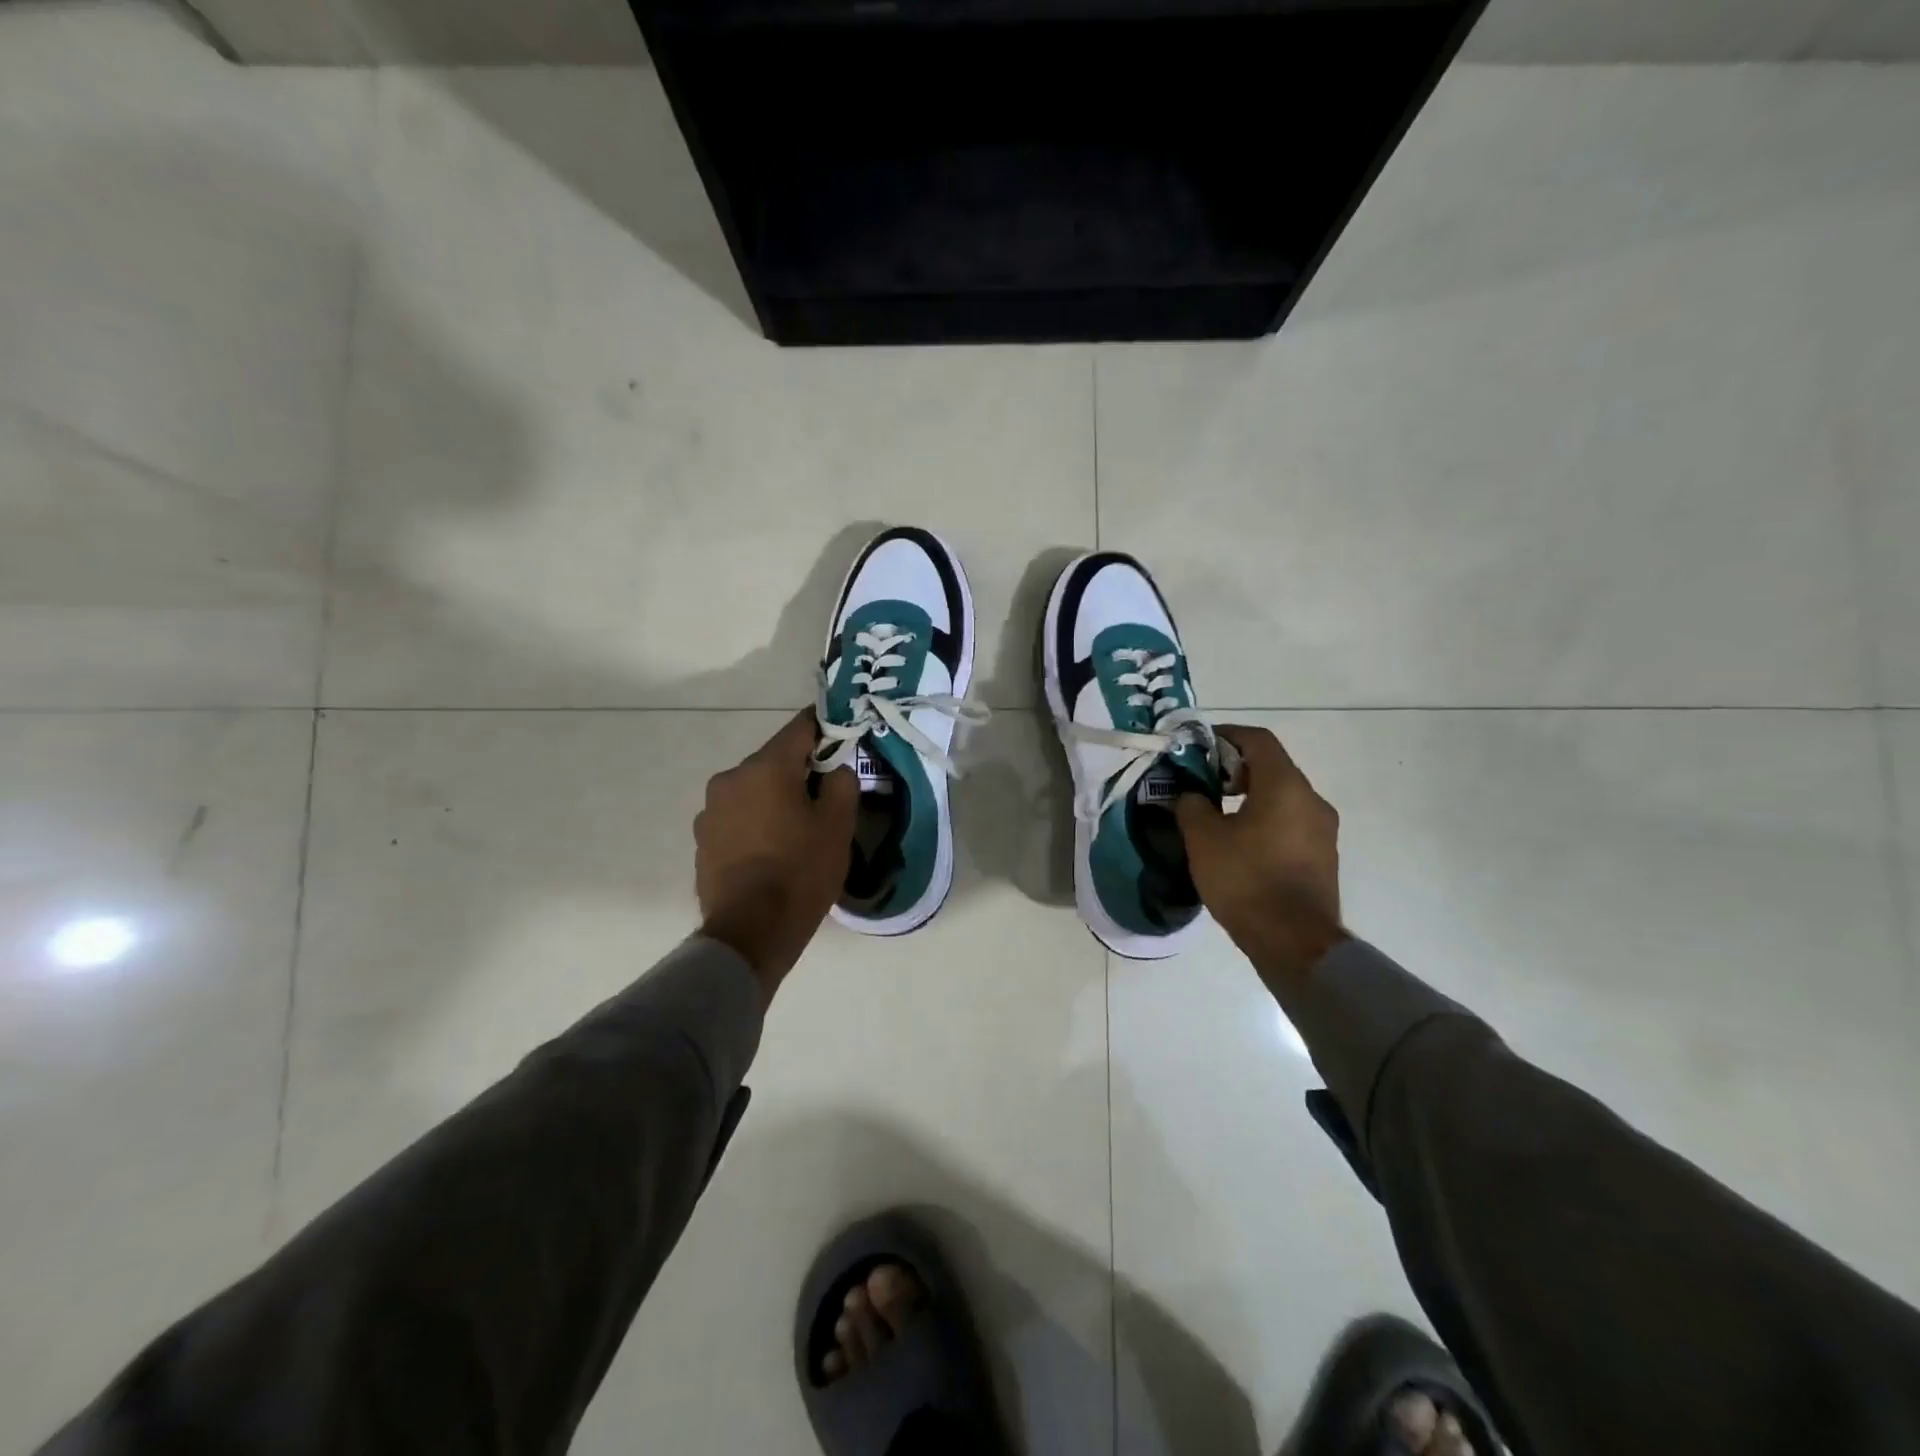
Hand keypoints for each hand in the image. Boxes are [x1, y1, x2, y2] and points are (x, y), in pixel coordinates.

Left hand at [695, 710, 856, 995]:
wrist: (750, 932)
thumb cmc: (801, 872)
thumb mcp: (838, 825)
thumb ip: (842, 783)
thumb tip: (834, 769)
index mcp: (765, 767)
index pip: (800, 728)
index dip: (825, 728)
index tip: (843, 737)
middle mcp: (730, 779)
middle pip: (774, 761)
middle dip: (800, 771)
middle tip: (826, 796)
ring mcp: (710, 811)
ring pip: (753, 791)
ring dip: (774, 799)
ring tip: (797, 830)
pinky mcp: (703, 840)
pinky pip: (737, 818)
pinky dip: (756, 823)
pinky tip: (772, 851)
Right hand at [1175, 725, 1348, 984]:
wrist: (1295, 942)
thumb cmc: (1246, 880)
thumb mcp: (1203, 838)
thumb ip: (1192, 805)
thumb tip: (1189, 795)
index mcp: (1285, 786)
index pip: (1258, 740)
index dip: (1226, 735)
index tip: (1199, 746)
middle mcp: (1312, 800)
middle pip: (1272, 767)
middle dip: (1235, 768)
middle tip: (1203, 782)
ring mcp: (1323, 830)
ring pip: (1282, 797)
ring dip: (1251, 797)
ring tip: (1217, 815)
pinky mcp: (1323, 857)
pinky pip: (1290, 824)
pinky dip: (1265, 820)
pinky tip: (1240, 844)